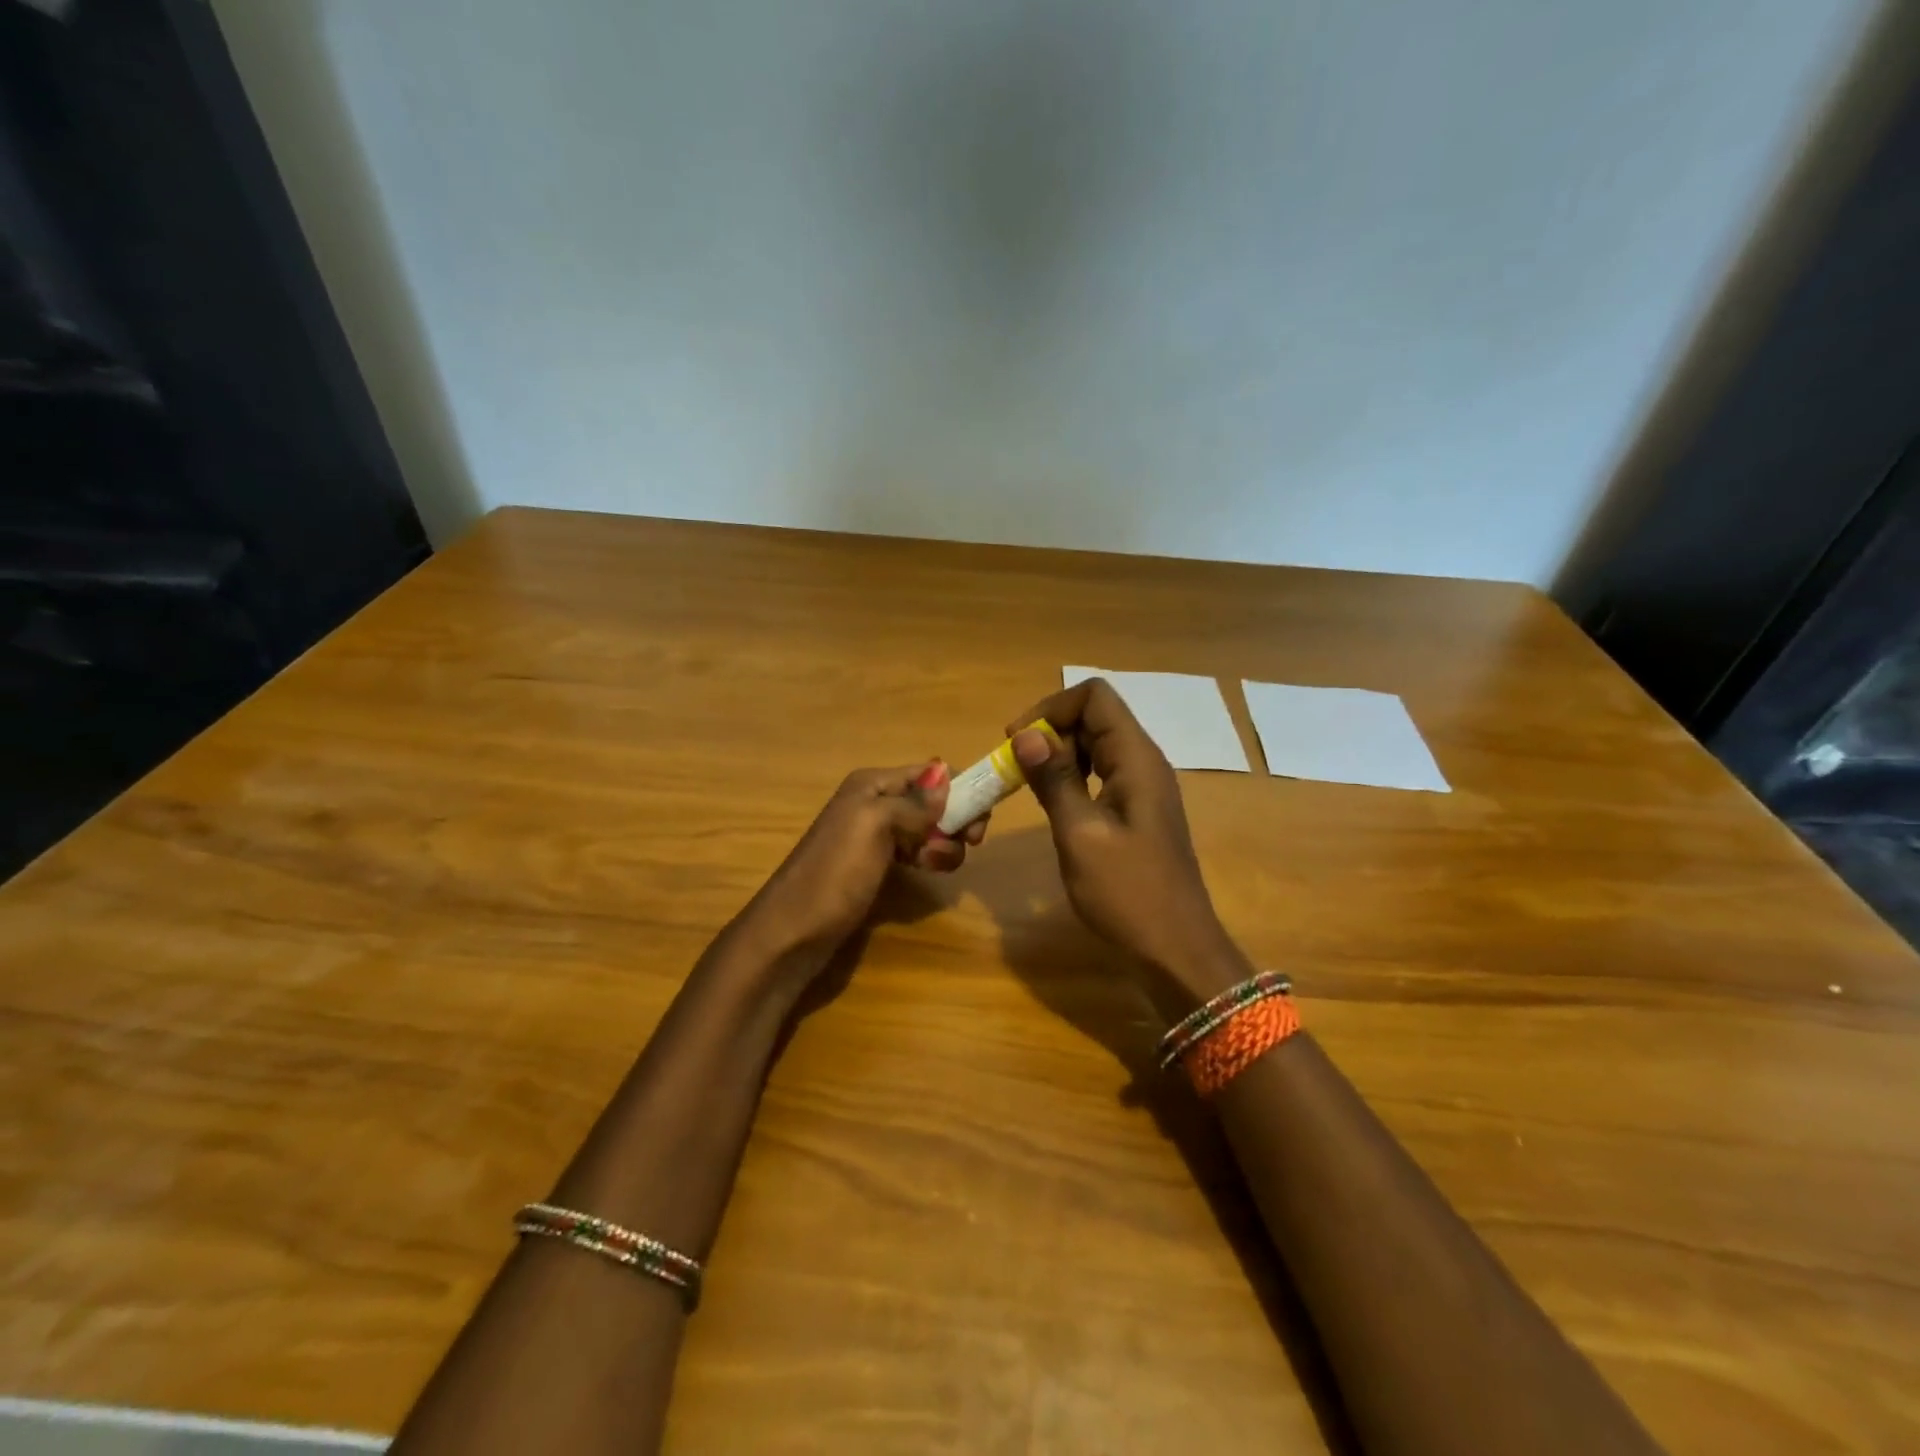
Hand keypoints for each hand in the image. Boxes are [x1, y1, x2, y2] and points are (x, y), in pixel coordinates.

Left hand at [731, 762, 985, 968]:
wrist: (793, 933)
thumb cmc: (834, 875)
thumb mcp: (874, 826)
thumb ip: (913, 803)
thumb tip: (947, 781)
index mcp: (872, 784)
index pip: (929, 772)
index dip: (959, 788)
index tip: (980, 819)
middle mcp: (874, 802)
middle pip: (932, 800)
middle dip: (955, 819)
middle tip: (969, 844)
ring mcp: (874, 836)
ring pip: (928, 828)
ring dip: (943, 844)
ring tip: (934, 866)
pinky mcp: (876, 866)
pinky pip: (914, 852)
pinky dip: (928, 859)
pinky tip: (925, 873)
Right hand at [1008, 680, 1239, 997]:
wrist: (1175, 950)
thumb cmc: (1128, 893)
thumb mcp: (1081, 834)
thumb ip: (1054, 780)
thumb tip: (1025, 735)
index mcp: (1136, 759)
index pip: (1095, 697)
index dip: (1051, 708)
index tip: (1017, 742)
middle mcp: (1143, 762)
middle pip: (1095, 717)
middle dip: (1050, 731)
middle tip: (1015, 768)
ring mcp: (1142, 788)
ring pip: (1096, 746)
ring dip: (1058, 755)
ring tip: (1028, 784)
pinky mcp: (1136, 812)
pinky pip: (1100, 774)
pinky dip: (1072, 778)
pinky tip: (1054, 804)